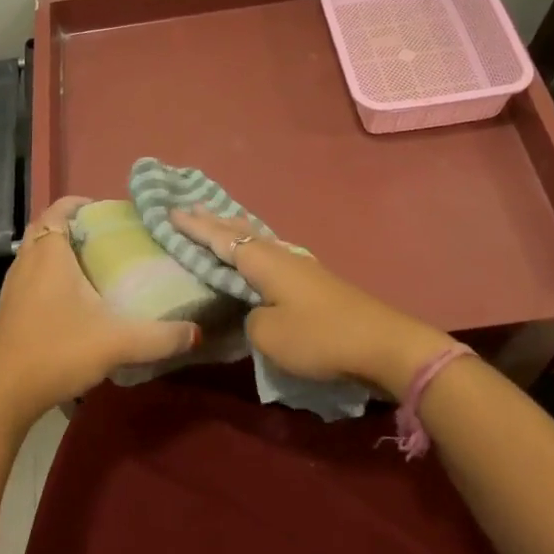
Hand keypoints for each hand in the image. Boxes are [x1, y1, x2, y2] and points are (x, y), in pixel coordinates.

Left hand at [0, 196, 199, 428]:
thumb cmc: (54, 353)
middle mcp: (26, 262)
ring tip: (96, 266)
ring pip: (37, 254)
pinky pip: (31, 277)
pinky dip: (51, 276)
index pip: (59, 208)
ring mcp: (12, 287)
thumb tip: (198, 333)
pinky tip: (74, 303)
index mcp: (49, 254)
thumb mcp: (115, 343)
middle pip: (48, 228)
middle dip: (75, 226)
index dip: (82, 203)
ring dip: (62, 252)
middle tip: (108, 238)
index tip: (111, 213)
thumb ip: (159, 338)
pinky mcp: (7, 311)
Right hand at [170, 207, 458, 399]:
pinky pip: (271, 255)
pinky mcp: (313, 283)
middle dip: (214, 221)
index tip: (171, 211)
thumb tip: (254, 312)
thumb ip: (249, 319)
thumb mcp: (269, 334)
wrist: (382, 344)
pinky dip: (253, 248)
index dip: (195, 228)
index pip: (221, 239)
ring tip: (218, 223)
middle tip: (190, 208)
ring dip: (235, 232)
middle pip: (241, 231)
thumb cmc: (319, 336)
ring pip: (258, 241)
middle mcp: (280, 255)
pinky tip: (256, 253)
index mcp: (264, 262)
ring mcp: (300, 267)